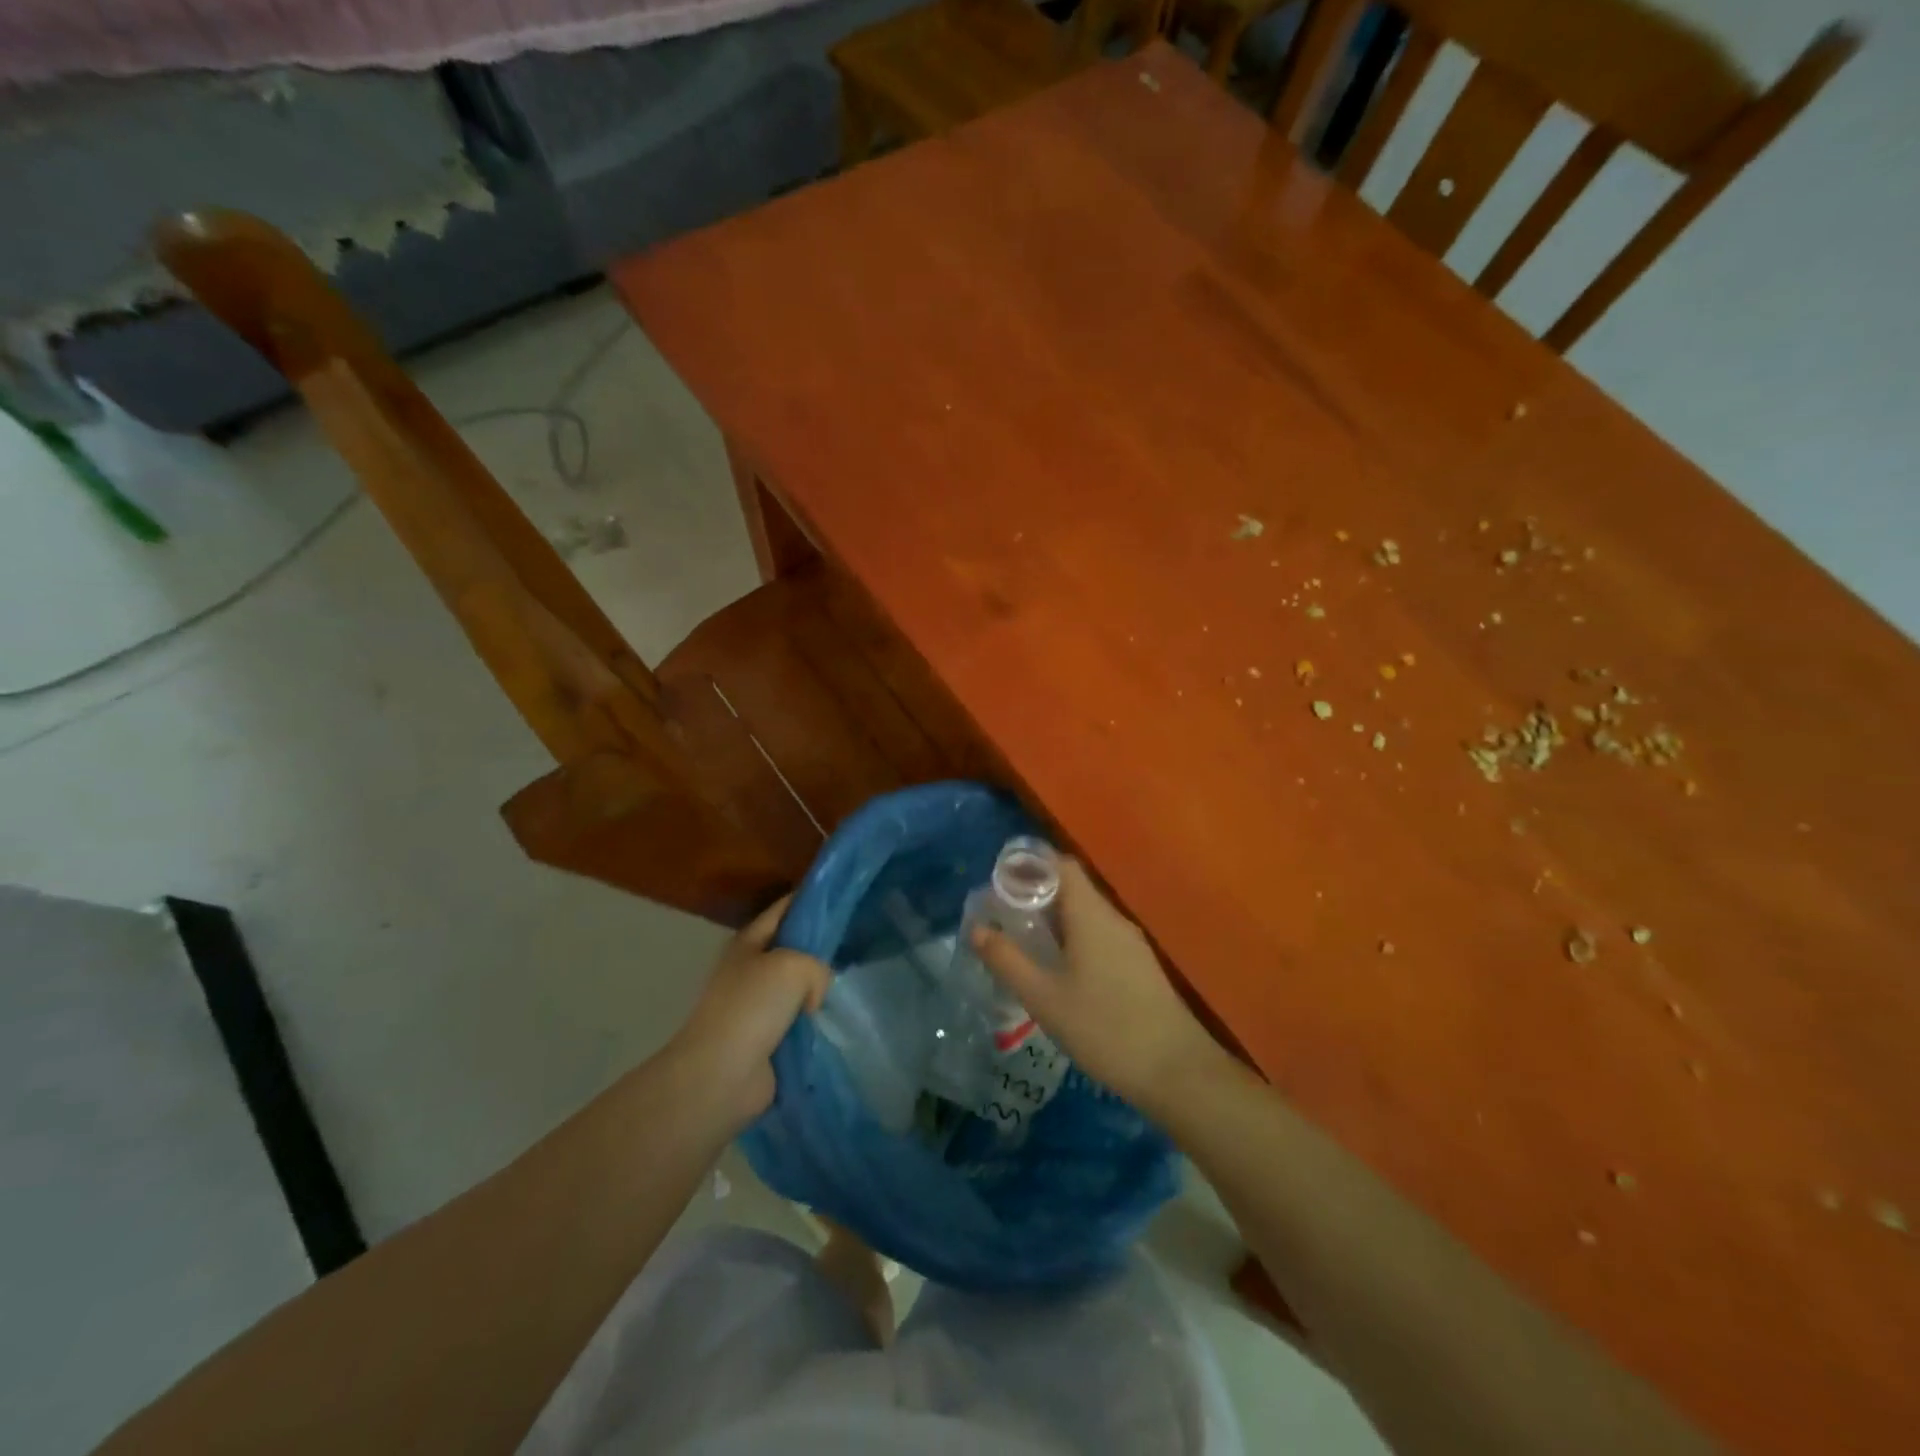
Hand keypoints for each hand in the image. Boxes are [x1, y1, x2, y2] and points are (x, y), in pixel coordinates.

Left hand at [670, 896, 830, 1129]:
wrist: (721, 1074)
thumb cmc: (752, 1007)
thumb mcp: (794, 965)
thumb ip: (817, 965)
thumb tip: (813, 994)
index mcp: (748, 941)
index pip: (784, 909)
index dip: (812, 901)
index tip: (843, 897)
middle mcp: (750, 968)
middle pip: (793, 949)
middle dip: (820, 949)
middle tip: (855, 946)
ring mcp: (756, 1005)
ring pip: (798, 987)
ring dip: (819, 991)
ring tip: (849, 988)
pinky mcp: (764, 1039)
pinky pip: (798, 1021)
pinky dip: (814, 1023)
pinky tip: (835, 1021)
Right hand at [971, 859, 1227, 1113]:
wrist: (1176, 1070)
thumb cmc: (1104, 1028)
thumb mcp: (1044, 997)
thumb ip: (1007, 960)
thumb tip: (976, 928)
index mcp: (1091, 914)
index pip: (1061, 865)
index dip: (1029, 864)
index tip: (999, 881)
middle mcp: (1113, 918)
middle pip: (1073, 887)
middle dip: (1036, 893)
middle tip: (1002, 914)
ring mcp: (1130, 943)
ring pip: (1086, 914)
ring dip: (1055, 918)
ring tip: (1024, 940)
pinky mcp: (1139, 966)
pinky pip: (1100, 935)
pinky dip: (1074, 938)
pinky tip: (1058, 968)